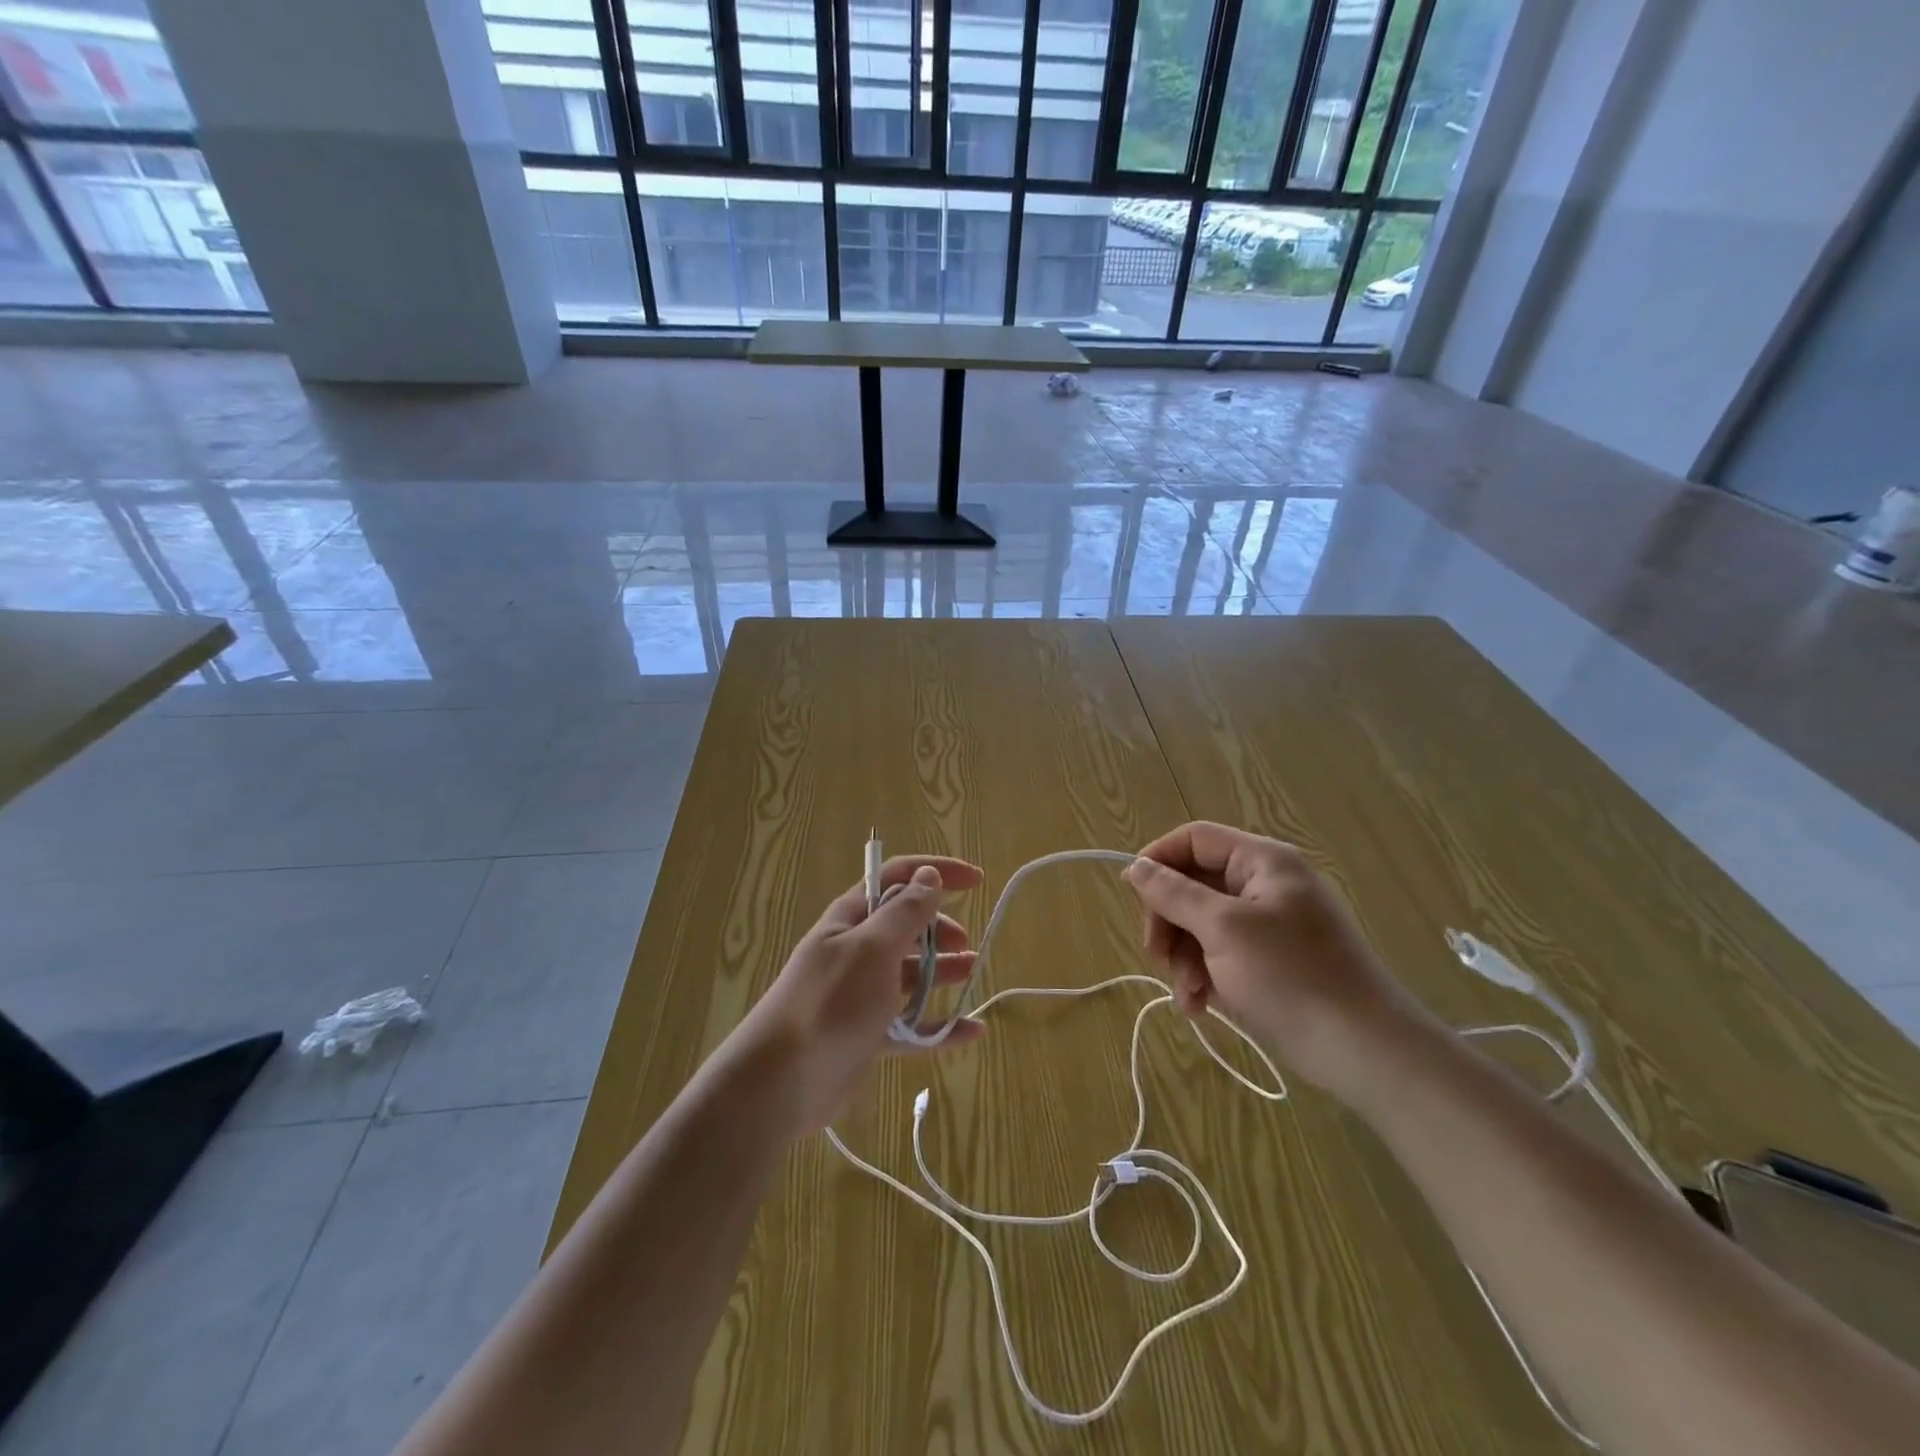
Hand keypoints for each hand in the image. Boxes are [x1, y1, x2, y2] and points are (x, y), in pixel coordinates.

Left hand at [728, 856, 986, 1138]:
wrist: (780, 1081)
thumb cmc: (831, 1002)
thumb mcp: (872, 947)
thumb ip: (905, 911)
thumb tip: (929, 875)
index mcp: (851, 919)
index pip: (897, 878)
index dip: (936, 872)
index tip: (976, 880)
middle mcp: (856, 951)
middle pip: (905, 927)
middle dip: (938, 927)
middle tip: (965, 944)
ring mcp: (861, 995)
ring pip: (909, 974)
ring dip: (941, 970)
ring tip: (971, 972)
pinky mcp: (867, 1035)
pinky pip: (911, 1024)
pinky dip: (940, 1025)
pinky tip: (971, 1031)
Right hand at [1124, 822, 1429, 1094]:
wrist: (1363, 1050)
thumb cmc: (1290, 976)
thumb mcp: (1222, 929)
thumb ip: (1174, 893)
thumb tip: (1135, 866)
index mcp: (1262, 861)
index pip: (1195, 839)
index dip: (1159, 860)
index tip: (1132, 895)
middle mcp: (1266, 884)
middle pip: (1194, 884)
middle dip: (1170, 921)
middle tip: (1157, 955)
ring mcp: (1270, 924)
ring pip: (1202, 923)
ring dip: (1185, 957)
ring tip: (1188, 994)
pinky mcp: (1272, 961)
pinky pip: (1222, 953)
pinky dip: (1205, 975)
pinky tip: (1200, 1006)